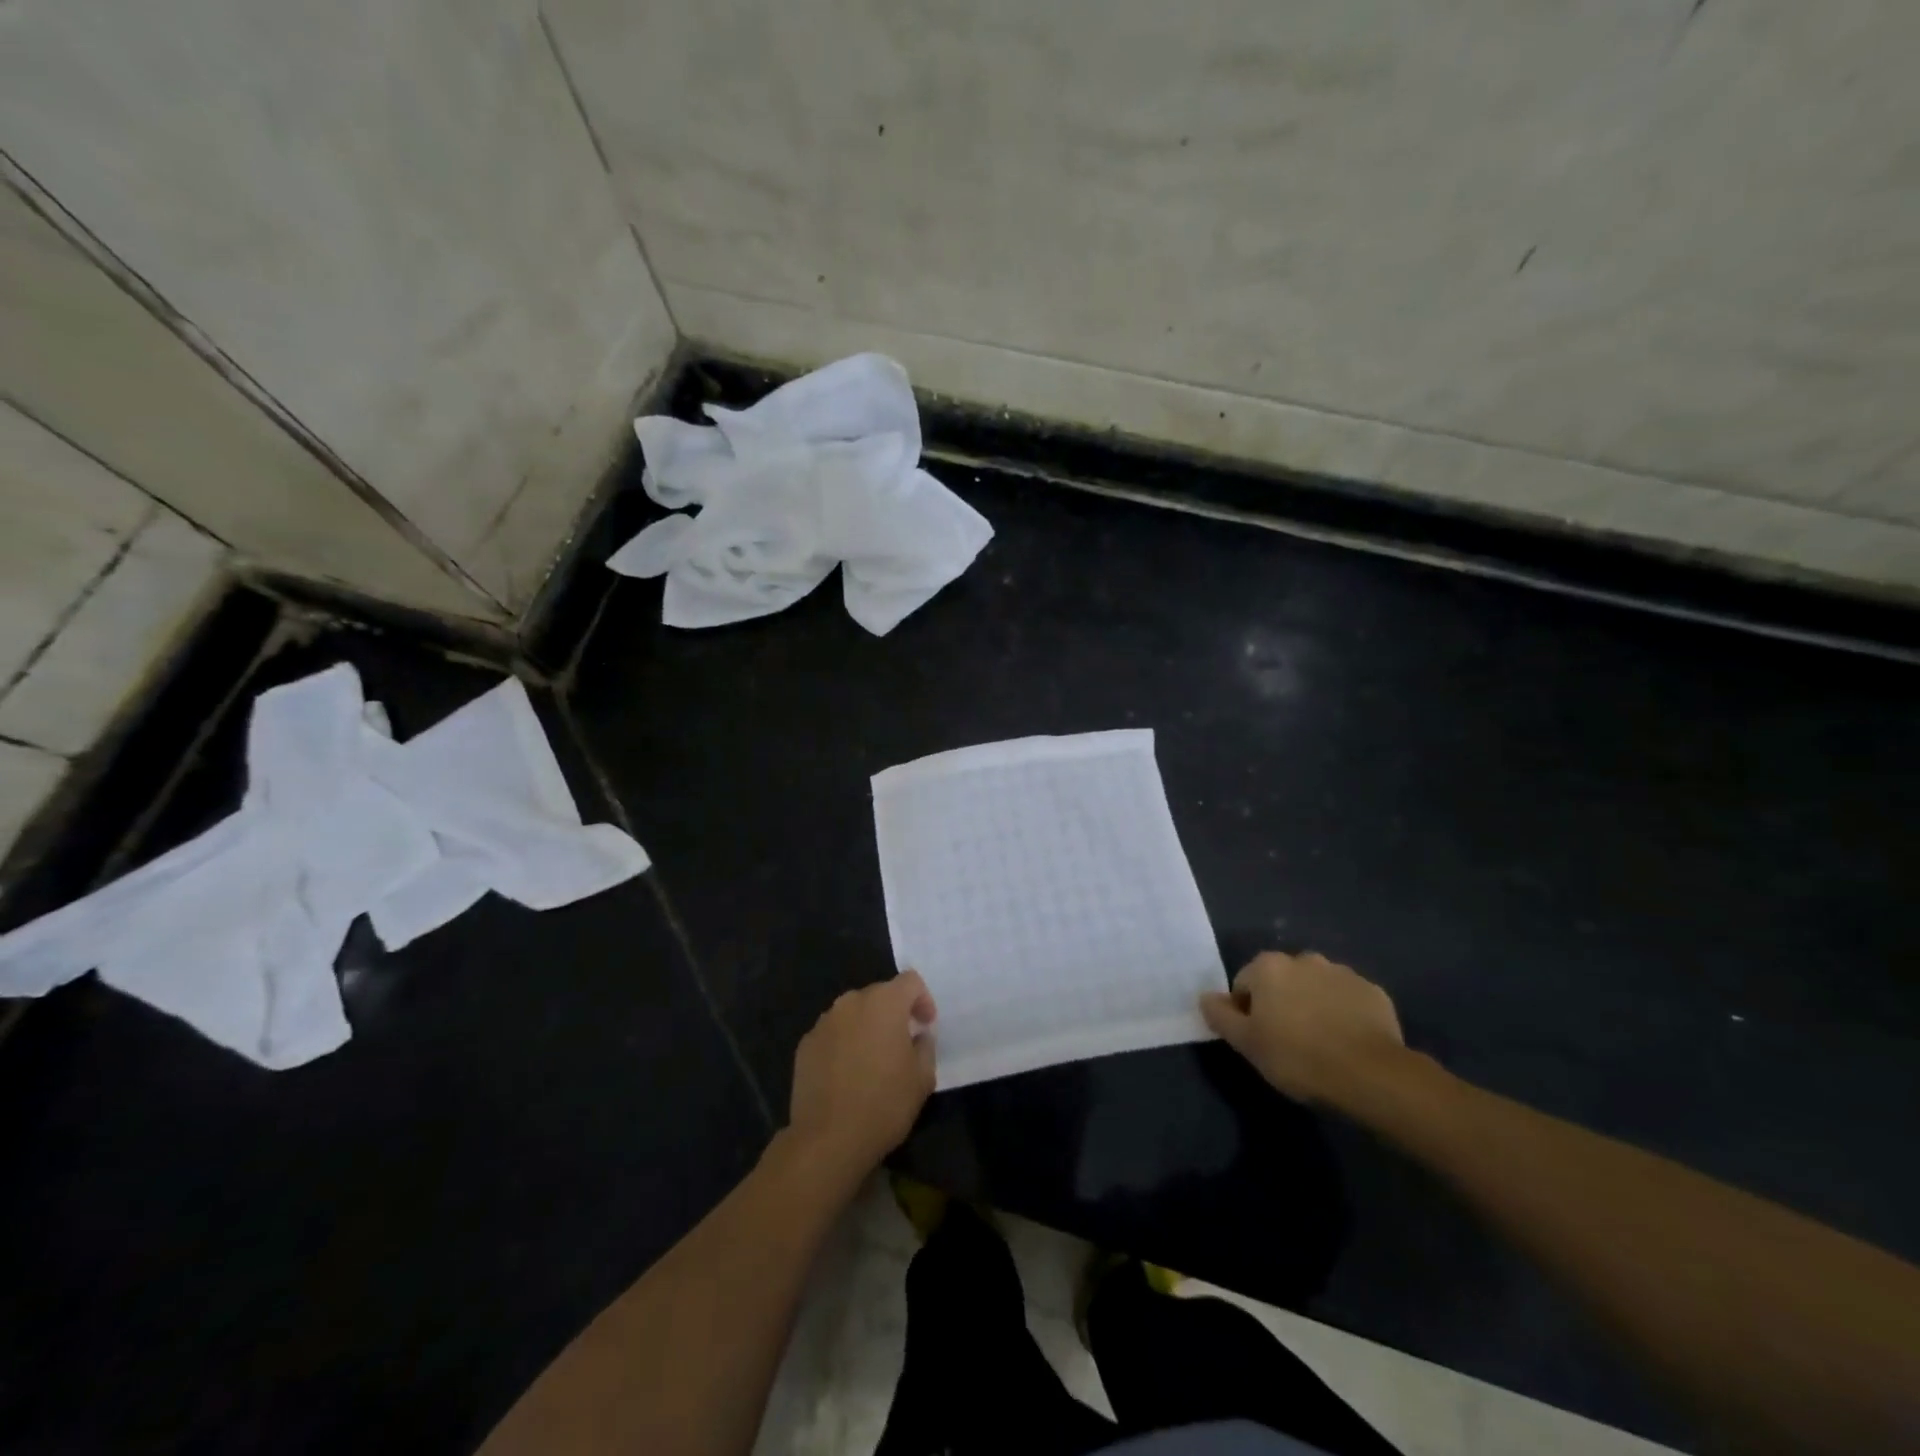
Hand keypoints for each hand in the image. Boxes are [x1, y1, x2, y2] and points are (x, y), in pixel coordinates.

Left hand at [786, 971, 936, 1179]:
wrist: (827, 1139)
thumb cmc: (884, 1104)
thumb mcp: (922, 1078)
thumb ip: (925, 1046)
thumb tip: (918, 1035)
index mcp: (884, 1003)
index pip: (910, 981)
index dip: (923, 999)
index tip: (925, 1026)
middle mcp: (851, 1002)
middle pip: (879, 994)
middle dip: (893, 1013)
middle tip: (901, 1045)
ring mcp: (824, 1022)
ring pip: (853, 1013)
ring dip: (867, 1027)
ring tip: (872, 1061)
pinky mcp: (805, 1044)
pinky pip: (832, 1034)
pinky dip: (843, 1044)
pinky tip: (846, 1075)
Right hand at [1200, 950, 1405, 1105]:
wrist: (1370, 1075)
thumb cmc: (1297, 1057)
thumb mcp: (1246, 1043)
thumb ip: (1220, 1015)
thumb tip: (1205, 997)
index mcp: (1268, 966)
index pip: (1244, 985)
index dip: (1248, 1013)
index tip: (1260, 1041)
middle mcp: (1304, 959)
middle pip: (1282, 981)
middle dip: (1282, 1004)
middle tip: (1288, 1043)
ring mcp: (1342, 972)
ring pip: (1316, 988)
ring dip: (1313, 1006)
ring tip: (1321, 1044)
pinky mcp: (1373, 992)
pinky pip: (1348, 1000)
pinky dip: (1344, 1014)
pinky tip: (1348, 1043)